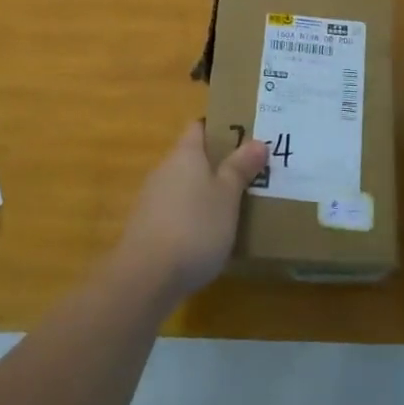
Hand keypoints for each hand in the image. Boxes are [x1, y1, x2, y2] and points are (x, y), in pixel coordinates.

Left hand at [114, 121, 266, 304]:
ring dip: (206, 193)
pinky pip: (176, 211)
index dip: (221, 128)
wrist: (146, 277)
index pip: (200, 126)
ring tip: (235, 207)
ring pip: (185, 186)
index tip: (246, 137)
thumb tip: (257, 141)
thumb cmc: (194, 227)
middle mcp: (165, 169)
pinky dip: (193, 217)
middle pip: (193, 157)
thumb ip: (240, 168)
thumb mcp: (227, 196)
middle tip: (250, 174)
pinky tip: (209, 237)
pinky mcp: (147, 228)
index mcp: (185, 154)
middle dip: (219, 164)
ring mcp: (152, 199)